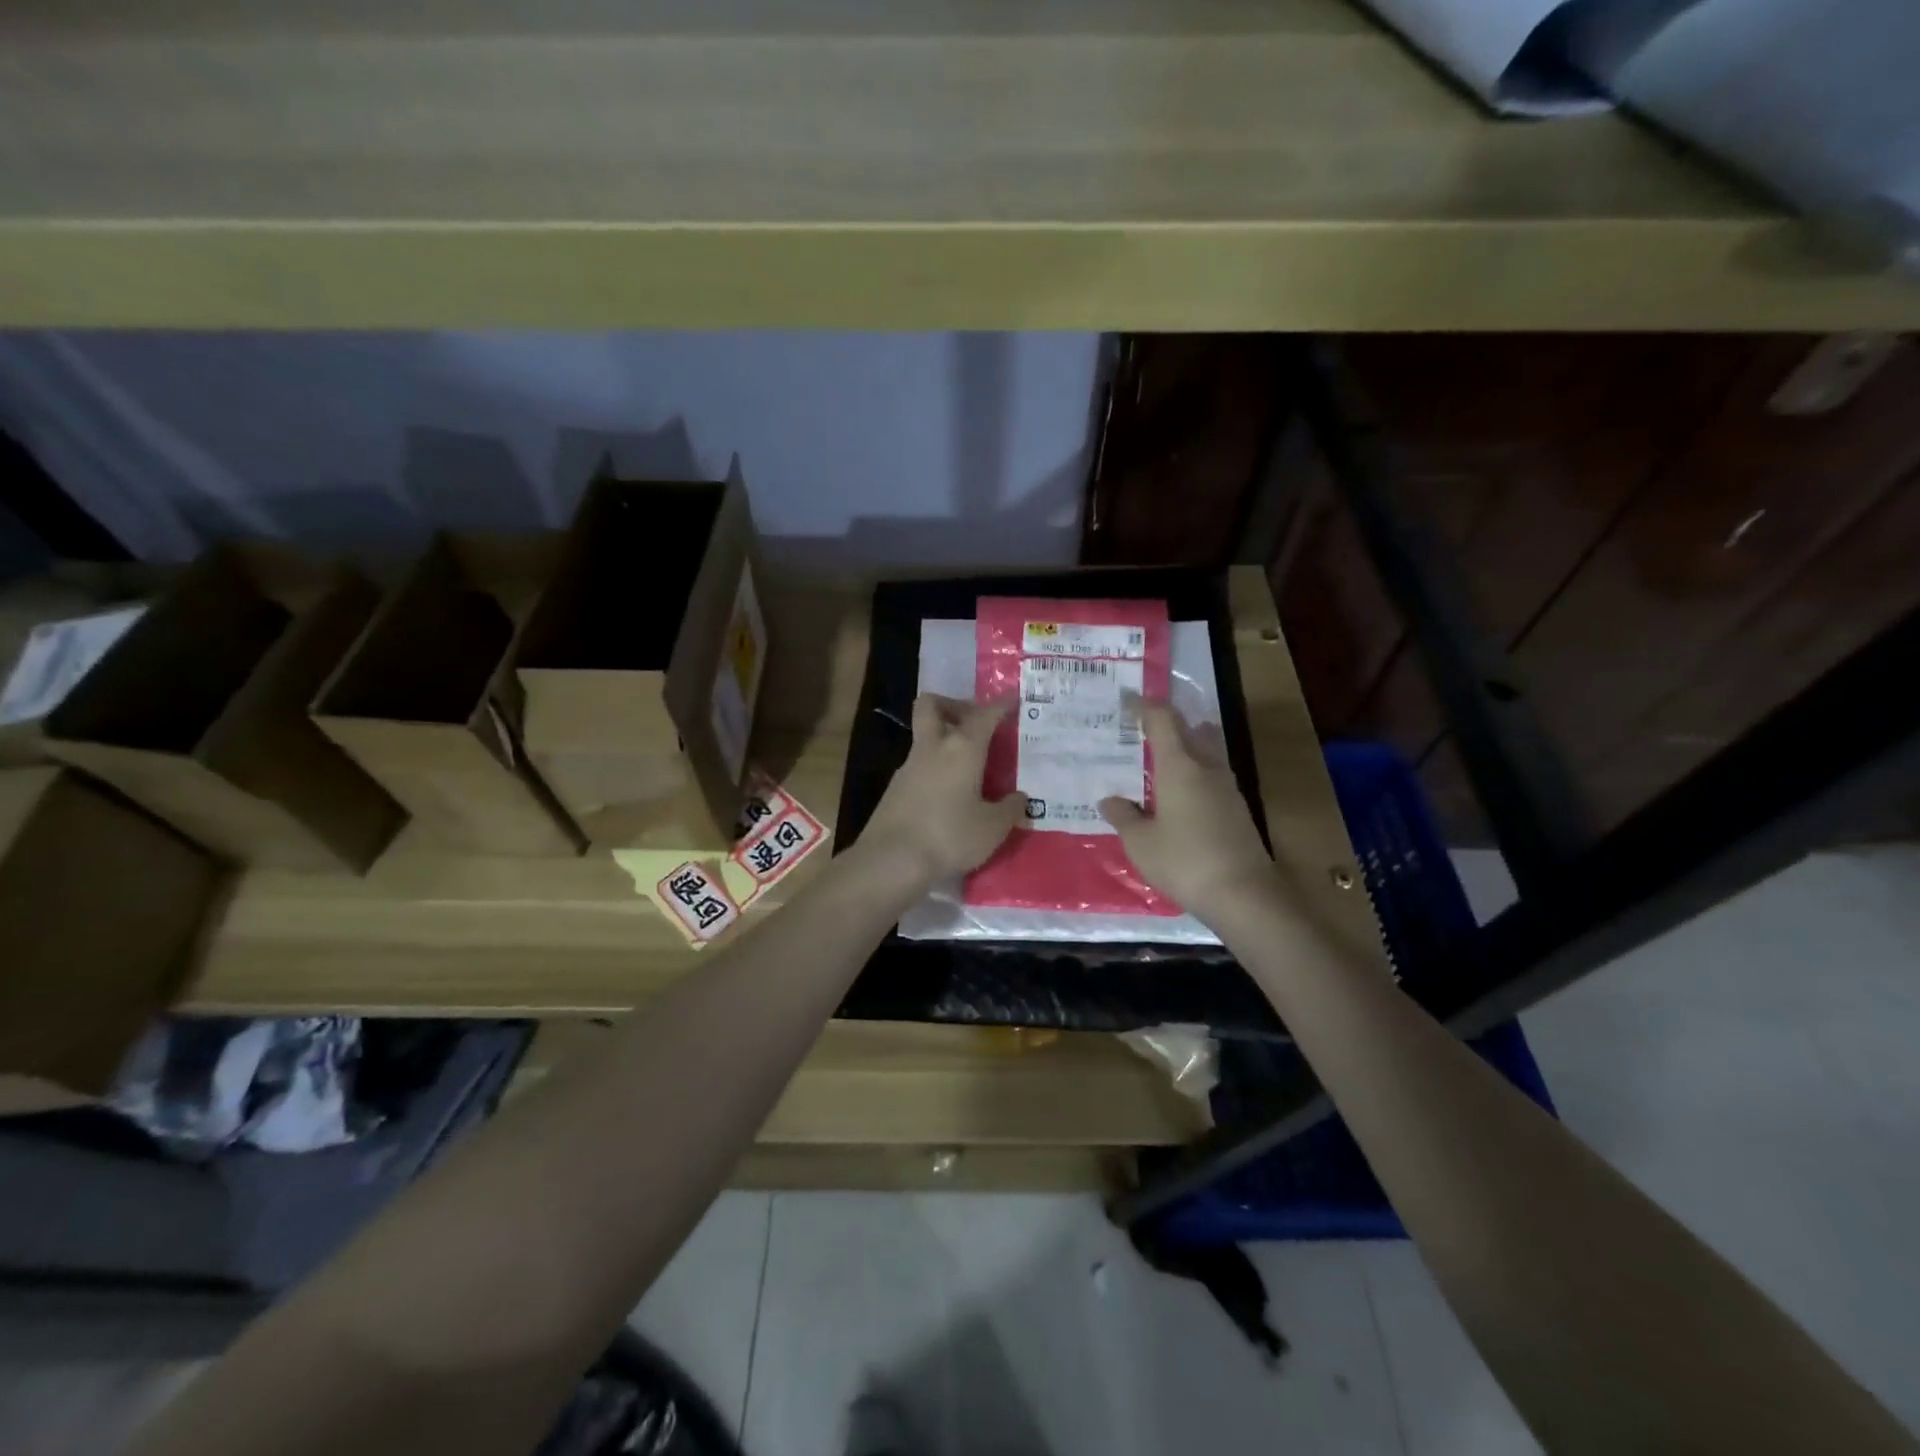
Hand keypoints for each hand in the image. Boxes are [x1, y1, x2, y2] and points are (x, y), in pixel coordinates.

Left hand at [858, 695, 1027, 885]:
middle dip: (953, 705)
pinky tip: (949, 794)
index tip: (1012, 699)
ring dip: (944, 741)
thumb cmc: (949, 836)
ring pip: (925, 737)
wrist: (890, 859)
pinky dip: (935, 768)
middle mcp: (932, 748)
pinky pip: (919, 766)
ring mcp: (908, 767)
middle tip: (974, 723)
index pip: (984, 714)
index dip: (1000, 705)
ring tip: (969, 767)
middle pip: (932, 705)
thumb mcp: (992, 828)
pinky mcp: (895, 789)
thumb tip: (1020, 797)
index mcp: (962, 748)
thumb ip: (1010, 809)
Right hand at [1100, 699, 1274, 925]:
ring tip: (1157, 760)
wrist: (1244, 895)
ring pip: (1205, 751)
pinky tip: (1177, 795)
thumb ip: (1123, 816)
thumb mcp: (1140, 843)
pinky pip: (1211, 775)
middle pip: (1189, 729)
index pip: (1162, 720)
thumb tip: (1109, 800)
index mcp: (1180, 766)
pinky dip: (1193, 772)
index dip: (1143, 706)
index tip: (1125, 701)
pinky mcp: (1237, 808)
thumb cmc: (1184, 861)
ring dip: (1184, 747)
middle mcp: (1206, 767)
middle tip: (1139, 730)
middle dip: (1166, 723)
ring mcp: (1227, 787)